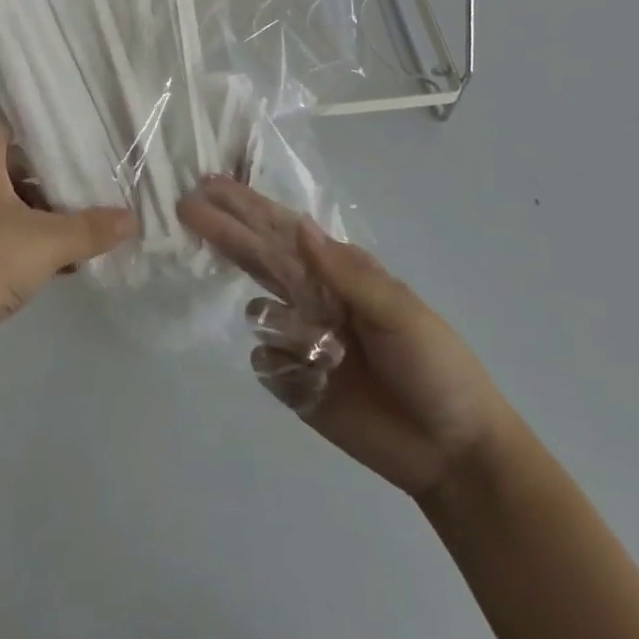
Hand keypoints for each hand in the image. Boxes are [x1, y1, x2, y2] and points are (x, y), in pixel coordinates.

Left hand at [0, 109, 136, 371]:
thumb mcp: (45, 243)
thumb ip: (91, 228)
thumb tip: (132, 219)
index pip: (8, 115)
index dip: (42, 122)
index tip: (80, 133)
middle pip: (12, 157)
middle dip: (51, 173)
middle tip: (91, 180)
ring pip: (6, 195)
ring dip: (41, 210)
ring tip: (82, 226)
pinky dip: (24, 235)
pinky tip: (62, 262)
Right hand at [178, 176, 512, 499]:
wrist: (453, 453)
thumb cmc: (435, 367)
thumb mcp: (399, 312)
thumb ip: (344, 273)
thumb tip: (300, 226)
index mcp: (337, 272)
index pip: (281, 230)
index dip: (245, 206)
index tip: (209, 184)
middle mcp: (312, 297)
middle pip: (256, 258)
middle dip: (223, 230)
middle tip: (184, 205)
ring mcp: (300, 340)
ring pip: (258, 313)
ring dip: (279, 325)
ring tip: (328, 352)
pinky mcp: (294, 383)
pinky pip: (265, 363)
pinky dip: (284, 368)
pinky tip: (317, 382)